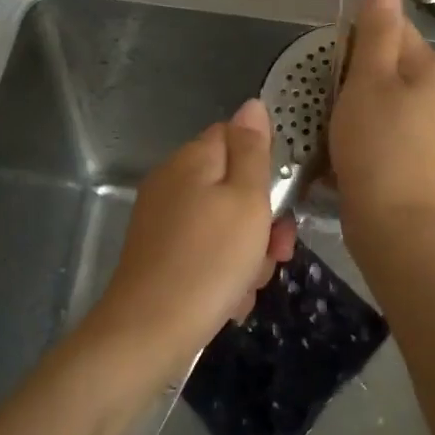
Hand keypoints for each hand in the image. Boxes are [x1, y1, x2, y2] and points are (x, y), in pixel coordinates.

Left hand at [89, 99, 295, 378]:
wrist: (150, 331)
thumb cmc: (210, 260)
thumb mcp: (246, 199)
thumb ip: (252, 150)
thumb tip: (252, 103)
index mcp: (192, 160)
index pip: (235, 137)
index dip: (265, 165)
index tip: (284, 199)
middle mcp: (172, 183)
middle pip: (232, 187)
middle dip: (262, 221)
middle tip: (275, 253)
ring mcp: (162, 221)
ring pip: (224, 226)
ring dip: (246, 255)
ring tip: (248, 285)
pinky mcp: (159, 256)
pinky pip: (205, 253)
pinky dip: (222, 275)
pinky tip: (228, 301)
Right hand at [330, 0, 434, 236]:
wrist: (395, 224)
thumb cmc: (379, 145)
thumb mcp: (371, 79)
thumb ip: (375, 31)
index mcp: (431, 68)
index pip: (391, 28)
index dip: (354, 39)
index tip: (329, 63)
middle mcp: (434, 94)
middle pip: (382, 64)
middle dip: (347, 75)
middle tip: (323, 96)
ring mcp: (422, 128)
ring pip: (374, 98)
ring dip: (346, 105)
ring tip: (324, 122)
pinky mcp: (405, 155)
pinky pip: (374, 128)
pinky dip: (353, 131)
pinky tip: (335, 147)